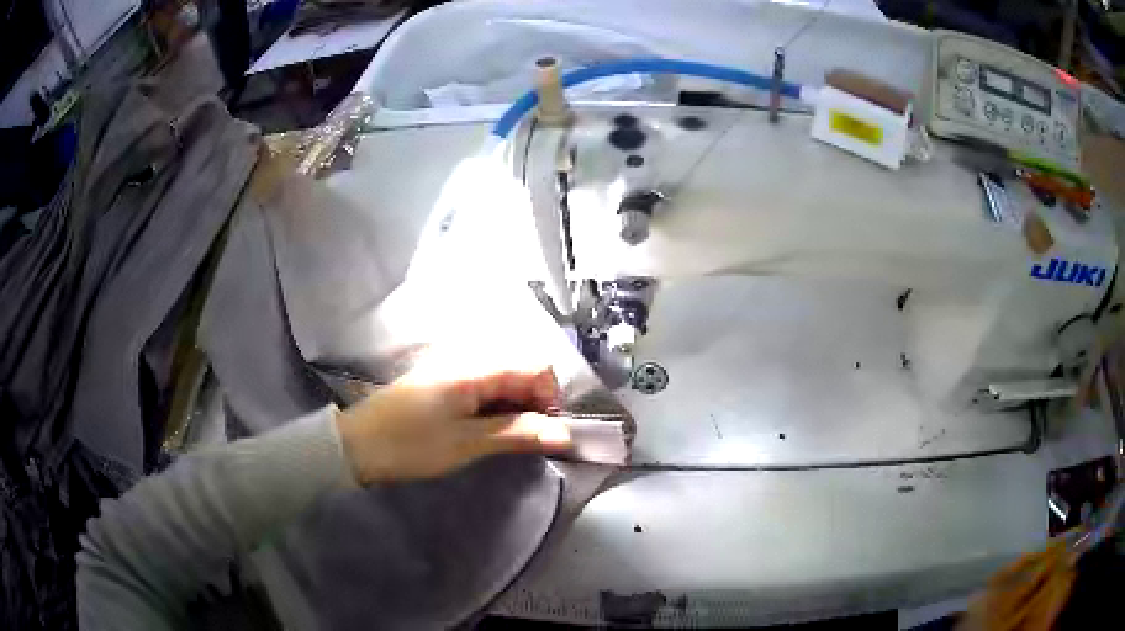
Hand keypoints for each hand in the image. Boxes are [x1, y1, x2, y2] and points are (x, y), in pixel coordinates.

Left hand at [335, 366, 571, 484]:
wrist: (357, 446)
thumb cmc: (411, 444)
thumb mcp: (467, 443)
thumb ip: (517, 433)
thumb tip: (564, 433)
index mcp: (474, 367)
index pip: (535, 367)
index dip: (549, 397)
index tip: (545, 431)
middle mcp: (466, 358)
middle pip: (520, 370)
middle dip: (533, 403)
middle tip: (525, 439)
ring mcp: (452, 368)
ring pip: (502, 379)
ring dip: (514, 406)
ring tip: (505, 438)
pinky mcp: (442, 382)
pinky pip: (483, 386)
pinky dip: (494, 406)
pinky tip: (484, 429)